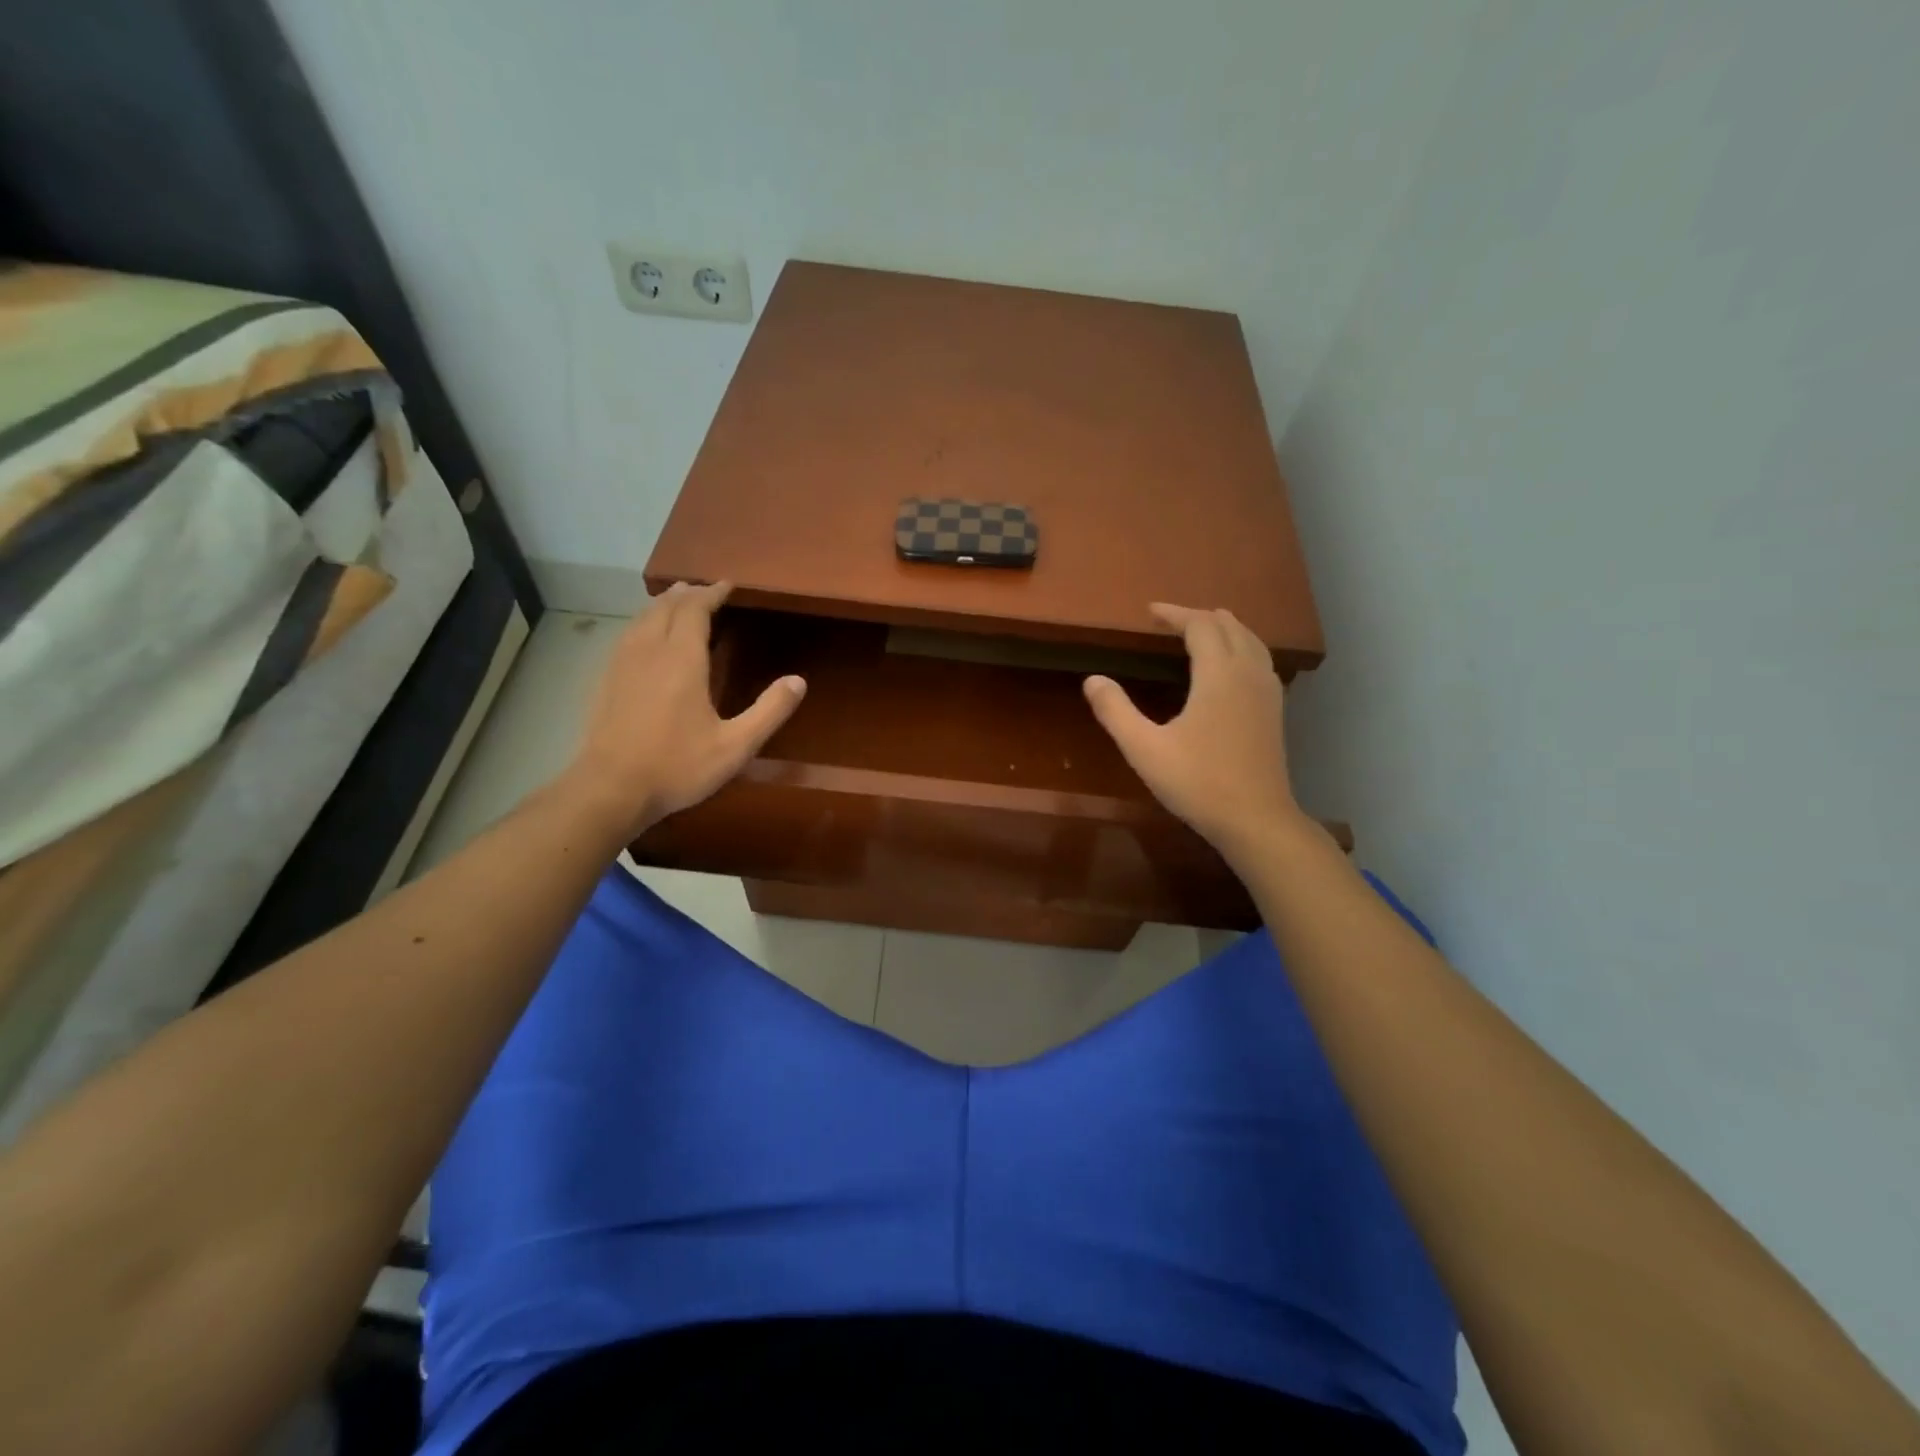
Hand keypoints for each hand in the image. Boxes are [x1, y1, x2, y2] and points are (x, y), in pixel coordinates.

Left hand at [563, 581, 804, 838]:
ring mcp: (621, 664)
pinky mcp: (605, 680)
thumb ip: (769, 711)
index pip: (695, 610)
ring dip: (663, 605)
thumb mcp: (735, 746)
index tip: (727, 585)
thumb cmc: (677, 767)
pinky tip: (647, 638)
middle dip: (687, 594)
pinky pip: (627, 635)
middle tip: (706, 590)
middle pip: (666, 607)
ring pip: (642, 618)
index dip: (711, 593)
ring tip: (678, 602)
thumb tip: (799, 681)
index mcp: (682, 659)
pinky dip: (644, 623)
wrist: (609, 789)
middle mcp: (649, 651)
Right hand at [1083, 603, 1306, 858]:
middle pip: (1229, 627)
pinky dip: (1242, 648)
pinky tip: (1231, 667)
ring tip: (1202, 631)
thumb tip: (1092, 680)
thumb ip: (1116, 711)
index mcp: (1218, 675)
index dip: (1175, 614)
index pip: (1200, 626)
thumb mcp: (1144, 749)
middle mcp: (1248, 674)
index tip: (1151, 612)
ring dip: (1225, 629)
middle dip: (1199, 617)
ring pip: (1251, 642)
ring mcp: (1267, 693)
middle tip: (1170, 620)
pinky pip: (1260, 661)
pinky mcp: (1275, 712)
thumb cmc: (1198, 782)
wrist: (1255, 819)